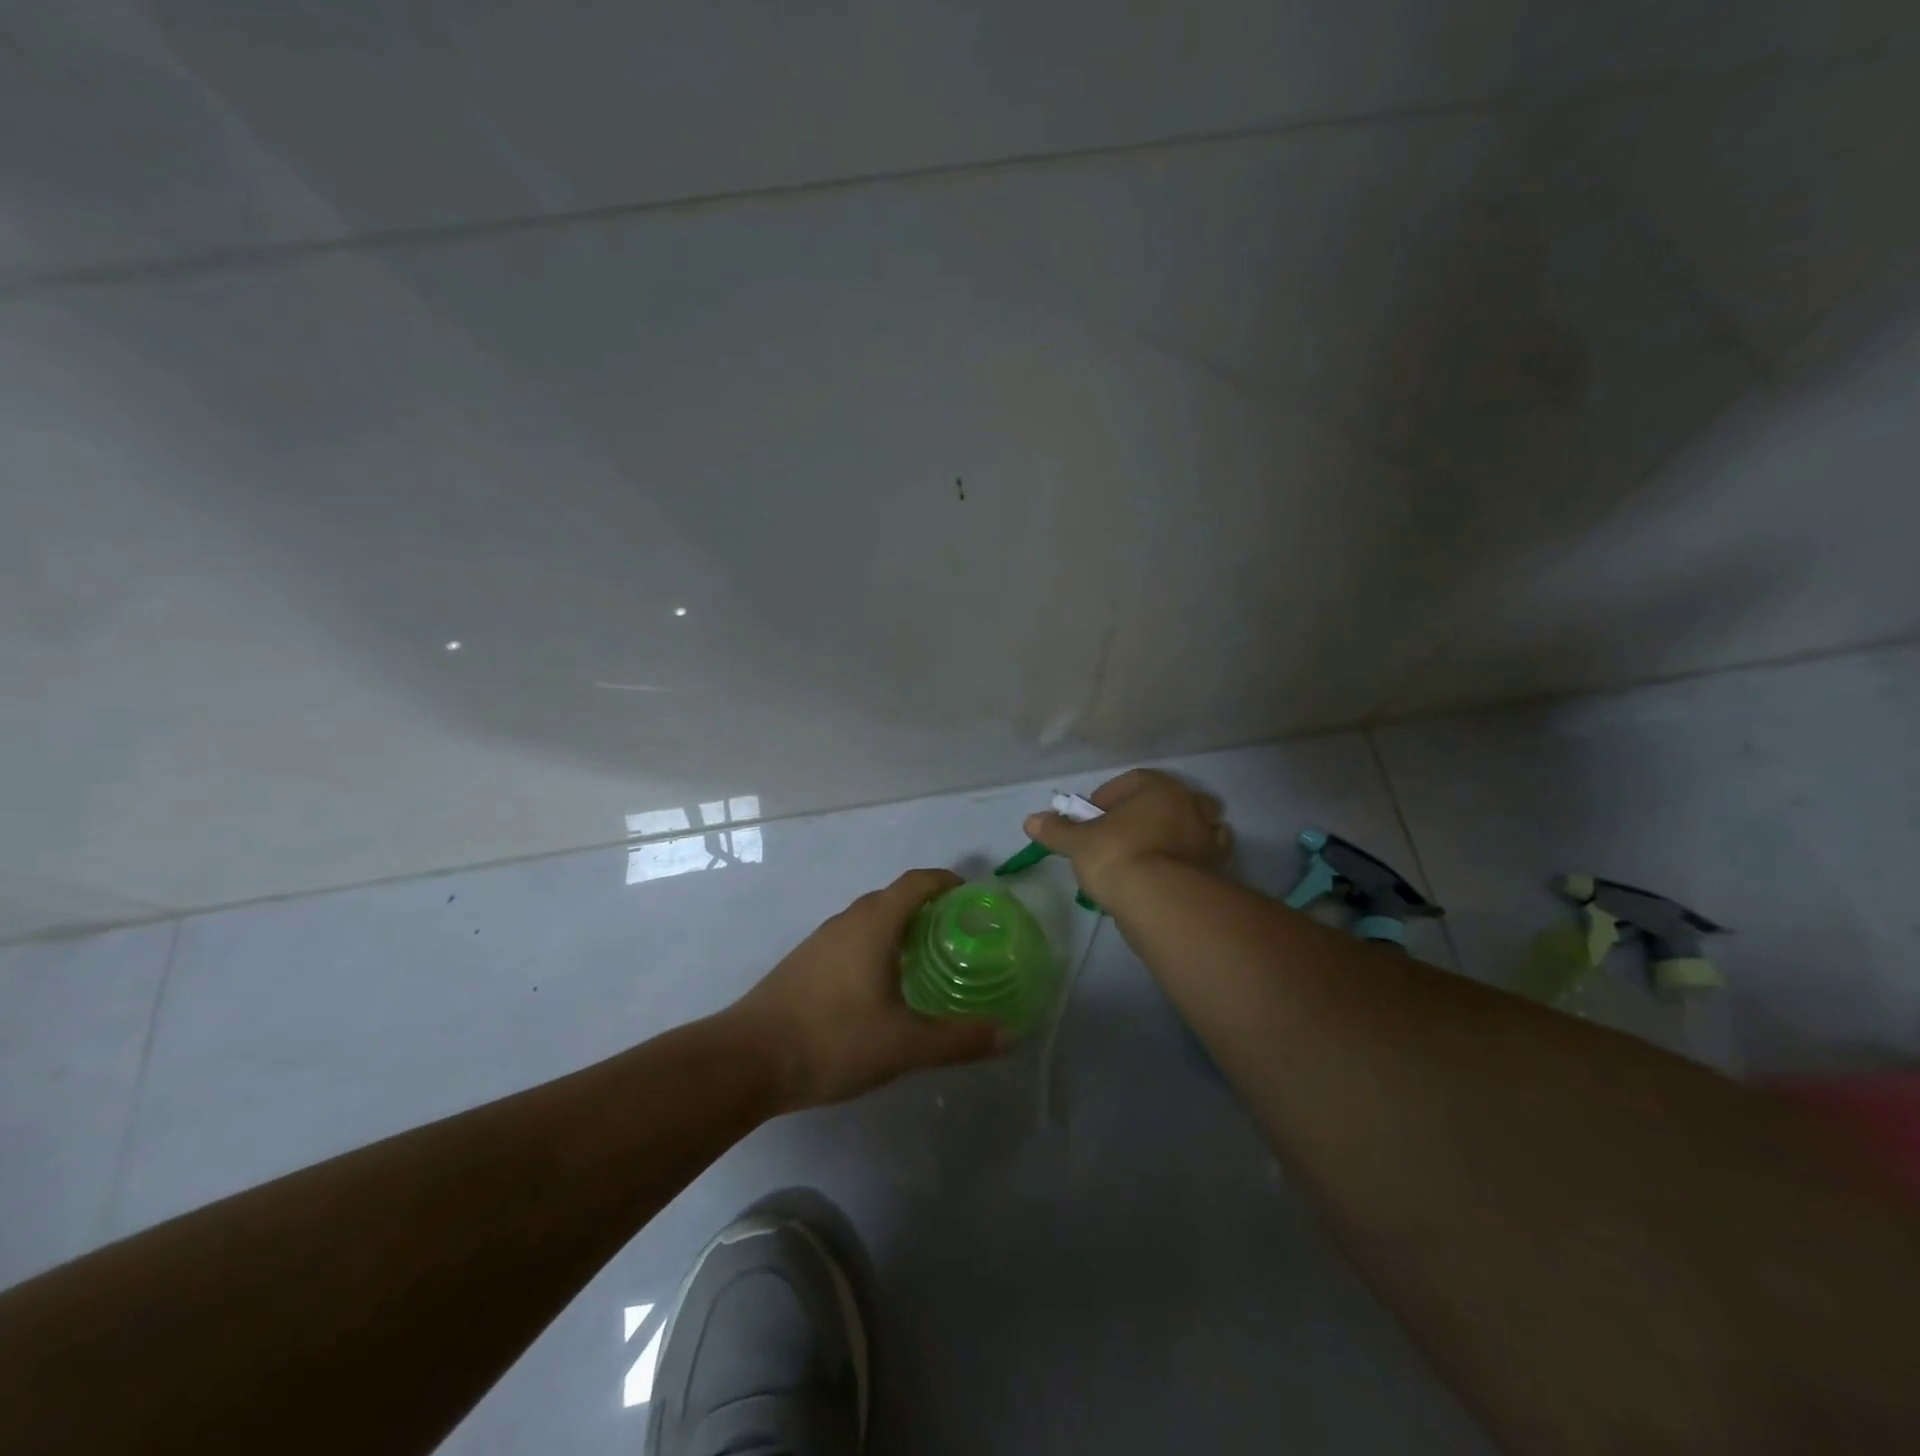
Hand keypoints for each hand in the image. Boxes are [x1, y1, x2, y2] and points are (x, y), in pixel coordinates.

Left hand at [730, 869, 1001, 1110]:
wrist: (747, 1060)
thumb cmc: (833, 1040)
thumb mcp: (905, 1046)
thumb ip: (959, 1039)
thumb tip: (1009, 1034)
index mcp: (874, 924)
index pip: (916, 882)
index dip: (946, 881)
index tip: (971, 897)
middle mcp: (847, 921)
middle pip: (893, 897)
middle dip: (927, 907)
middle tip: (957, 935)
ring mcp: (820, 941)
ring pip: (868, 919)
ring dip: (898, 926)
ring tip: (925, 959)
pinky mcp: (804, 963)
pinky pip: (850, 939)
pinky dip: (875, 945)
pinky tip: (880, 985)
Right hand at [1023, 768, 1230, 903]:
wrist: (1161, 901)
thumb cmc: (1117, 856)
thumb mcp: (1078, 843)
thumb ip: (1056, 830)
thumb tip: (1030, 820)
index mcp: (1158, 787)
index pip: (1131, 782)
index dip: (1108, 797)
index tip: (1092, 819)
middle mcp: (1190, 804)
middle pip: (1165, 801)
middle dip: (1145, 814)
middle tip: (1122, 836)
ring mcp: (1208, 836)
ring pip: (1191, 827)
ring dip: (1174, 836)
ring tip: (1148, 858)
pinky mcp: (1217, 868)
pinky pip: (1202, 858)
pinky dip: (1190, 863)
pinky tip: (1170, 877)